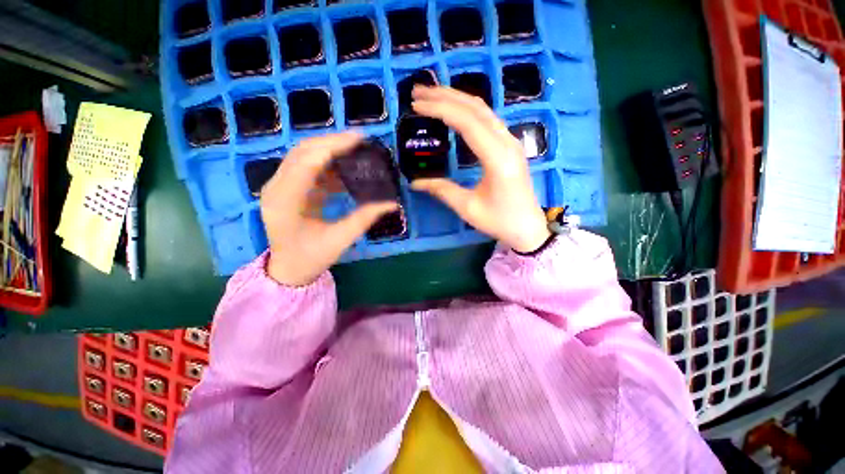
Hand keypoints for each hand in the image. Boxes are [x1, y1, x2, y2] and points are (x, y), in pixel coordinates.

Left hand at [261, 133, 397, 285]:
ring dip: (330, 151)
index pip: (306, 163)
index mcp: (284, 202)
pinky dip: (328, 165)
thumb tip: (392, 203)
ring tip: (356, 150)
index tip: (358, 139)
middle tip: (360, 140)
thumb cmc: (310, 258)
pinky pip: (309, 169)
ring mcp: (280, 186)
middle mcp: (276, 188)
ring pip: (304, 156)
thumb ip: (364, 219)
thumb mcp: (339, 240)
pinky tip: (346, 169)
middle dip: (332, 142)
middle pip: (302, 152)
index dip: (332, 147)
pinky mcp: (289, 189)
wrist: (288, 269)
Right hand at [410, 87, 550, 252]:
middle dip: (445, 96)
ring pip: (483, 110)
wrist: (528, 227)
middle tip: (418, 91)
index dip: (440, 109)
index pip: (467, 122)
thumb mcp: (467, 207)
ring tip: (432, 95)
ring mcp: (511, 142)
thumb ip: (442, 190)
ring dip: (457, 99)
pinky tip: (455, 110)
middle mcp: (507, 143)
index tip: (417, 105)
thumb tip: (415, 182)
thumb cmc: (499, 221)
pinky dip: (468, 110)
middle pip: (476, 108)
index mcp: (498, 158)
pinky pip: (488, 119)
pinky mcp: (510, 146)